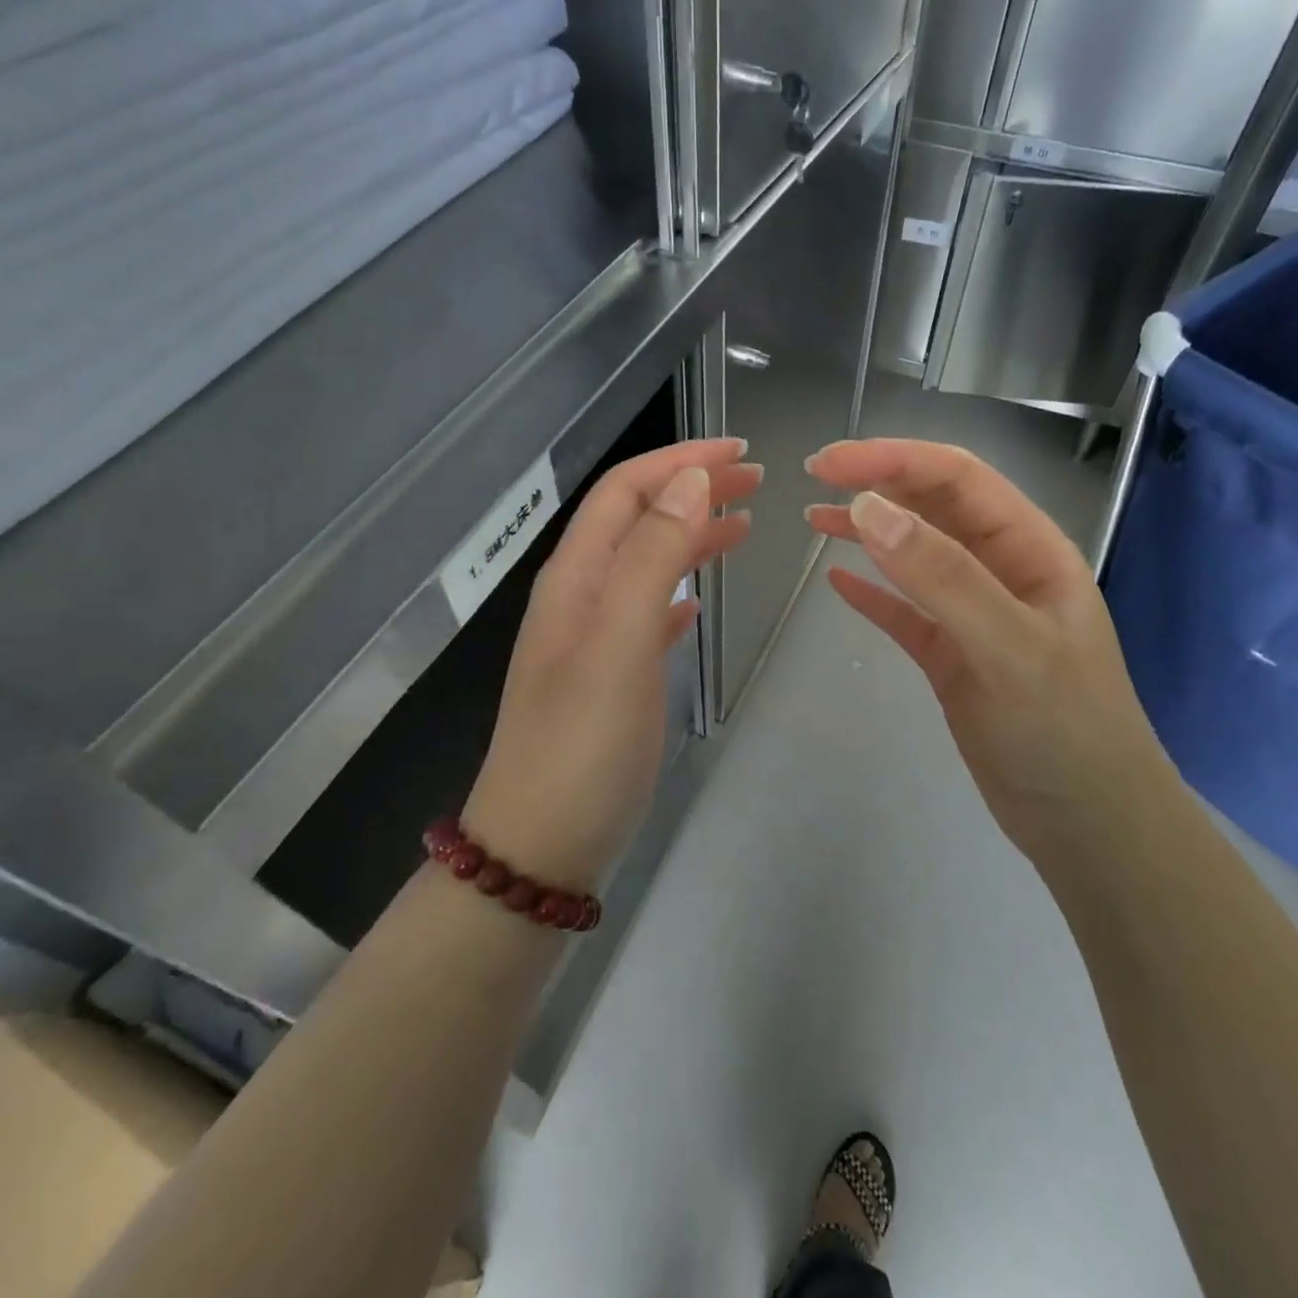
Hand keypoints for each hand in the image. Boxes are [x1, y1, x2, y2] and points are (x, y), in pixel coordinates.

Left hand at [464, 439, 759, 888]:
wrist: (541, 844)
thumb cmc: (582, 743)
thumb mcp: (617, 641)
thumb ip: (652, 557)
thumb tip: (689, 482)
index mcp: (576, 578)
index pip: (625, 492)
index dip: (679, 461)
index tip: (740, 452)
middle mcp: (580, 598)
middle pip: (637, 520)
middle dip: (691, 490)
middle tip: (755, 482)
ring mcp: (593, 640)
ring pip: (646, 565)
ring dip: (690, 536)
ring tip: (742, 526)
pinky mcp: (610, 679)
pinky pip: (647, 615)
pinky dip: (677, 593)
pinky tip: (699, 601)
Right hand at [805, 439, 1179, 858]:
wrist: (1088, 827)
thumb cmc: (1064, 730)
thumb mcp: (1008, 647)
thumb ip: (942, 576)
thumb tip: (870, 509)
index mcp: (1031, 550)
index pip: (959, 479)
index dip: (894, 460)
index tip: (830, 464)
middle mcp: (1003, 572)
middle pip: (934, 508)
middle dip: (878, 484)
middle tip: (814, 477)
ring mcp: (976, 617)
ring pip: (916, 557)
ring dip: (869, 533)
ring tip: (815, 519)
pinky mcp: (953, 659)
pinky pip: (906, 614)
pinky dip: (874, 595)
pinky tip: (838, 583)